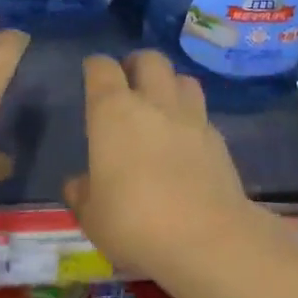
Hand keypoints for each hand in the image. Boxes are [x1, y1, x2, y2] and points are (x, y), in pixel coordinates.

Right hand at [64, 51, 252, 274]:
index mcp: (113, 112)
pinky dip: (192, 120)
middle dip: (137, 65)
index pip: (101, 68)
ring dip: (170, 86)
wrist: (207, 238)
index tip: (92, 75)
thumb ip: (83, 194)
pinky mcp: (218, 139)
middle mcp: (153, 102)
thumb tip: (78, 183)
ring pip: (182, 79)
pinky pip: (202, 115)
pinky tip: (186, 143)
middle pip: (149, 59)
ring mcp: (191, 117)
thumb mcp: (93, 217)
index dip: (95, 68)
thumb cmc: (135, 222)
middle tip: (129, 85)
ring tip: (162, 107)